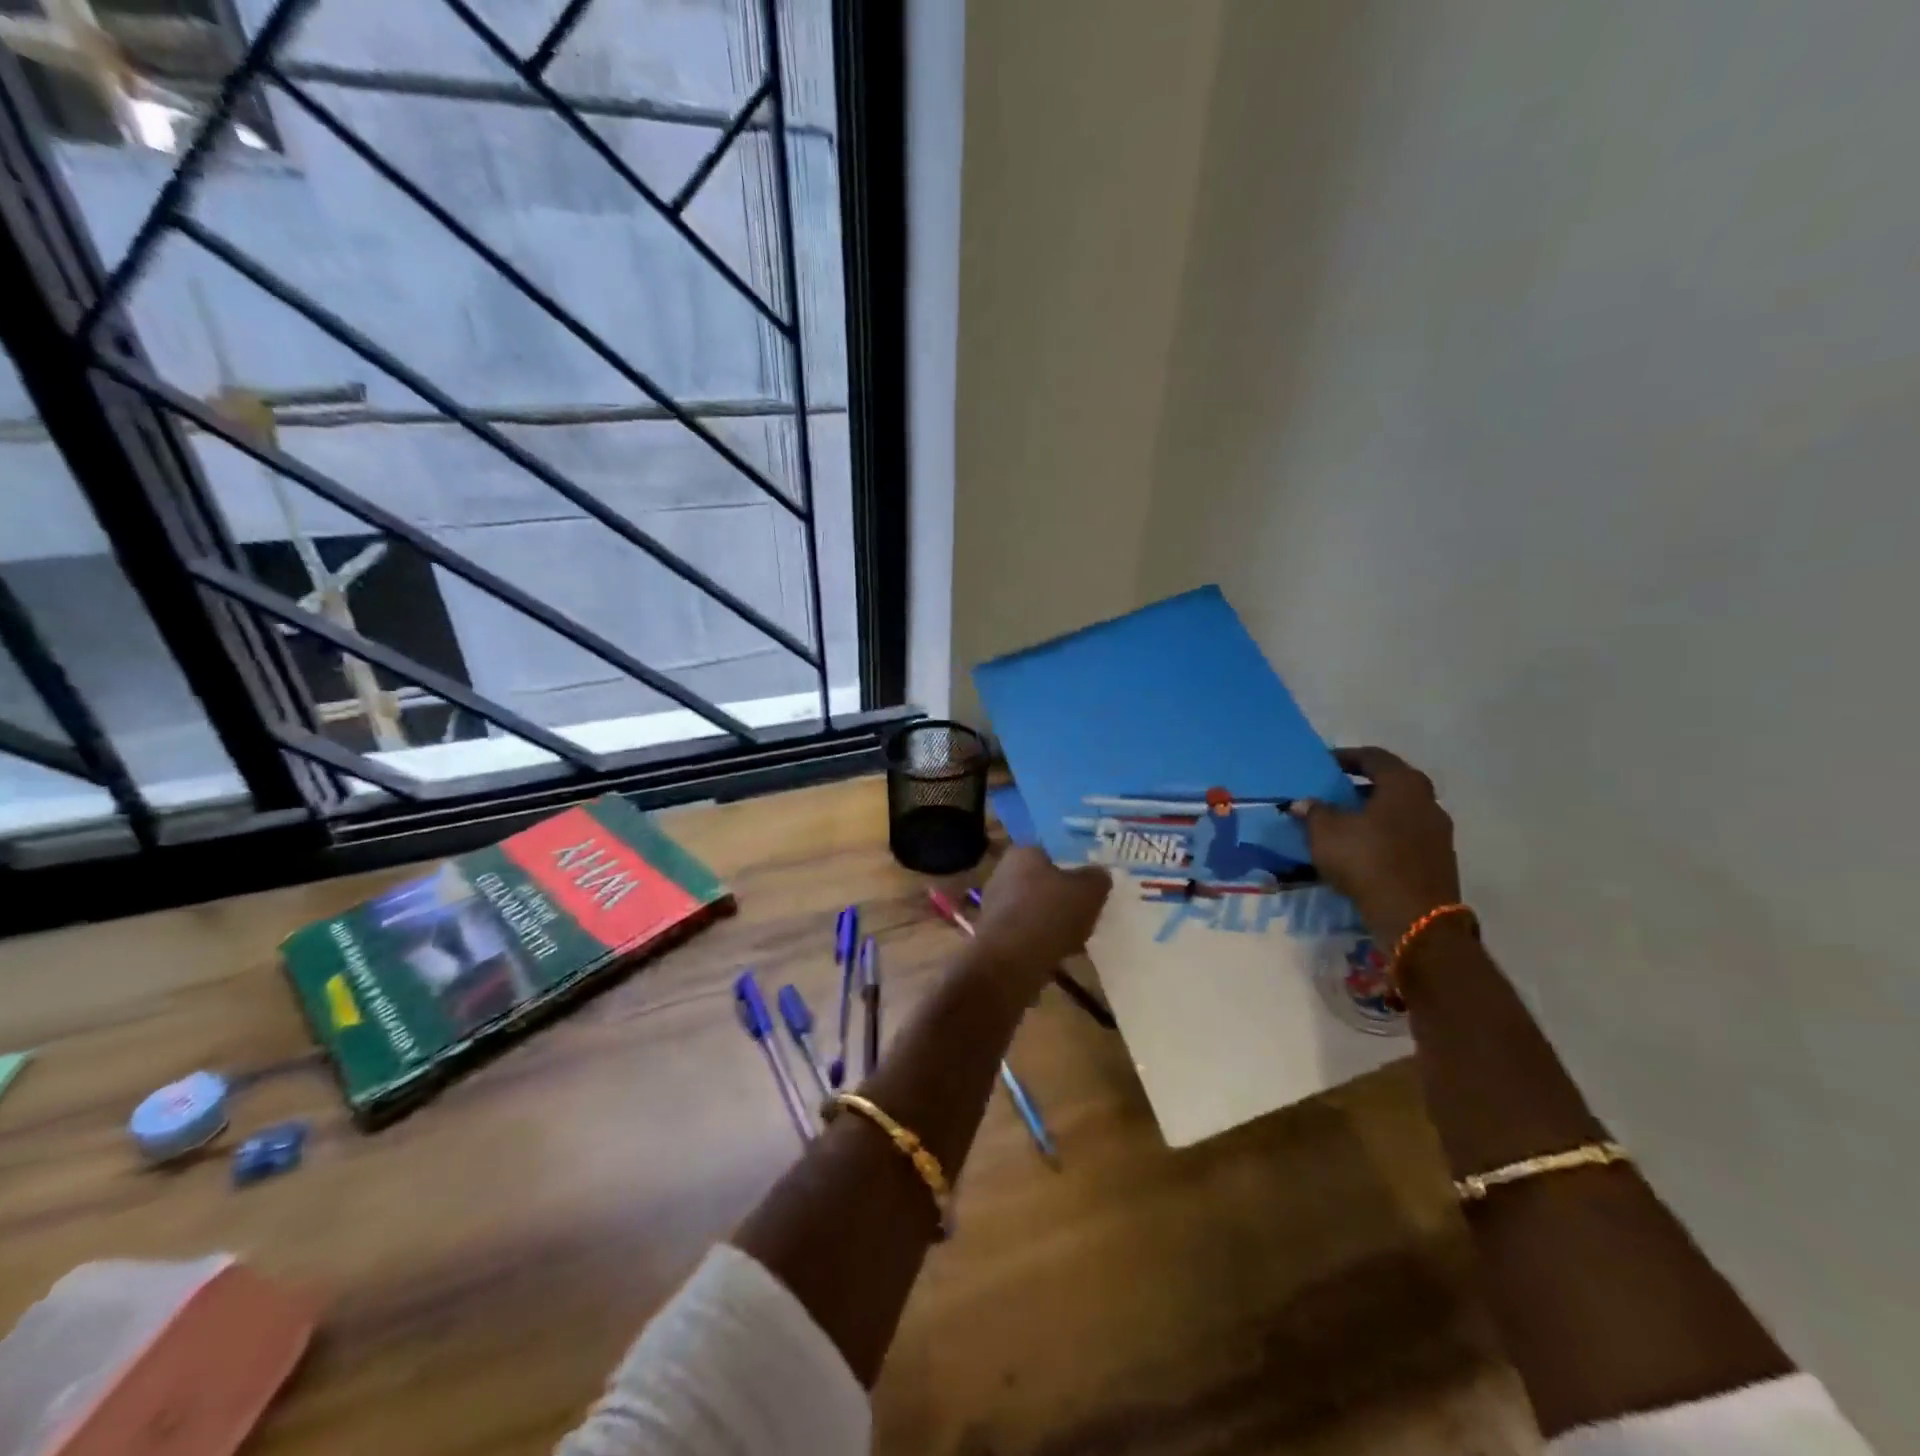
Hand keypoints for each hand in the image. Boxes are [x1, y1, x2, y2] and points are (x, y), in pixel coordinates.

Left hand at [969, 847, 1111, 997]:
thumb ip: (1097, 878)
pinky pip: (1026, 932)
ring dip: (1052, 921)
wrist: (1011, 962)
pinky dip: (1041, 941)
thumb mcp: (1089, 891)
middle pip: (1041, 881)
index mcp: (1022, 853)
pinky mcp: (994, 935)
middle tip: (1086, 909)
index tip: (1088, 882)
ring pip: (1034, 908)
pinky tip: (1061, 954)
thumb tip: (1099, 874)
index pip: (1049, 851)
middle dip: (1061, 895)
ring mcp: (994, 905)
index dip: (1071, 865)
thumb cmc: (1050, 913)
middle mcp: (1003, 873)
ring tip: (1078, 936)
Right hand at [1289, 747, 1460, 944]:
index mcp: (1404, 785)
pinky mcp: (1438, 861)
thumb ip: (1314, 811)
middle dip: (1361, 787)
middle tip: (1333, 794)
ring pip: (1399, 812)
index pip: (1374, 757)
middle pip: (1391, 784)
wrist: (1414, 918)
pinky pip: (1405, 837)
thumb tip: (1304, 803)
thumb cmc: (1368, 860)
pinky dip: (1383, 837)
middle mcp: (1428, 802)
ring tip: (1343, 824)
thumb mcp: (1326, 832)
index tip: (1324, 764)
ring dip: (1373, 814)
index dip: (1346, 757)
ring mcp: (1438, 833)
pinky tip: (1362, 850)